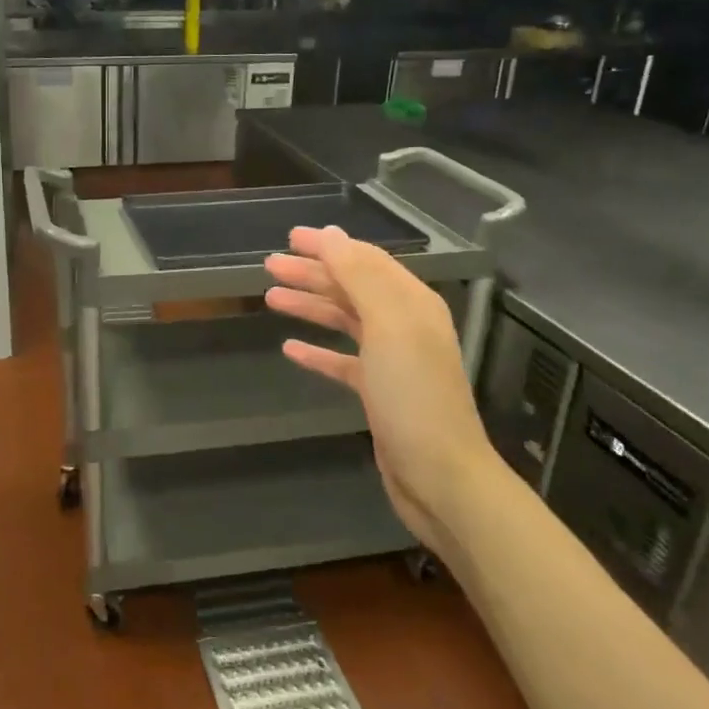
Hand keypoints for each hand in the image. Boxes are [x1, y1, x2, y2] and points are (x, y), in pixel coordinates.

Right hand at [264, 225, 495, 547]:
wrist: (439, 475)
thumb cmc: (413, 394)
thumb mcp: (388, 326)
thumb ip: (359, 276)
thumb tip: (332, 234)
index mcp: (411, 303)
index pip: (364, 260)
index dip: (328, 246)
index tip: (289, 237)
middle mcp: (403, 325)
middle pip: (351, 288)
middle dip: (311, 274)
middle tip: (269, 266)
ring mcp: (391, 360)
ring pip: (343, 321)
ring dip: (309, 306)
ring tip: (271, 298)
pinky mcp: (378, 392)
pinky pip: (341, 362)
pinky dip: (317, 351)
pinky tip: (290, 348)